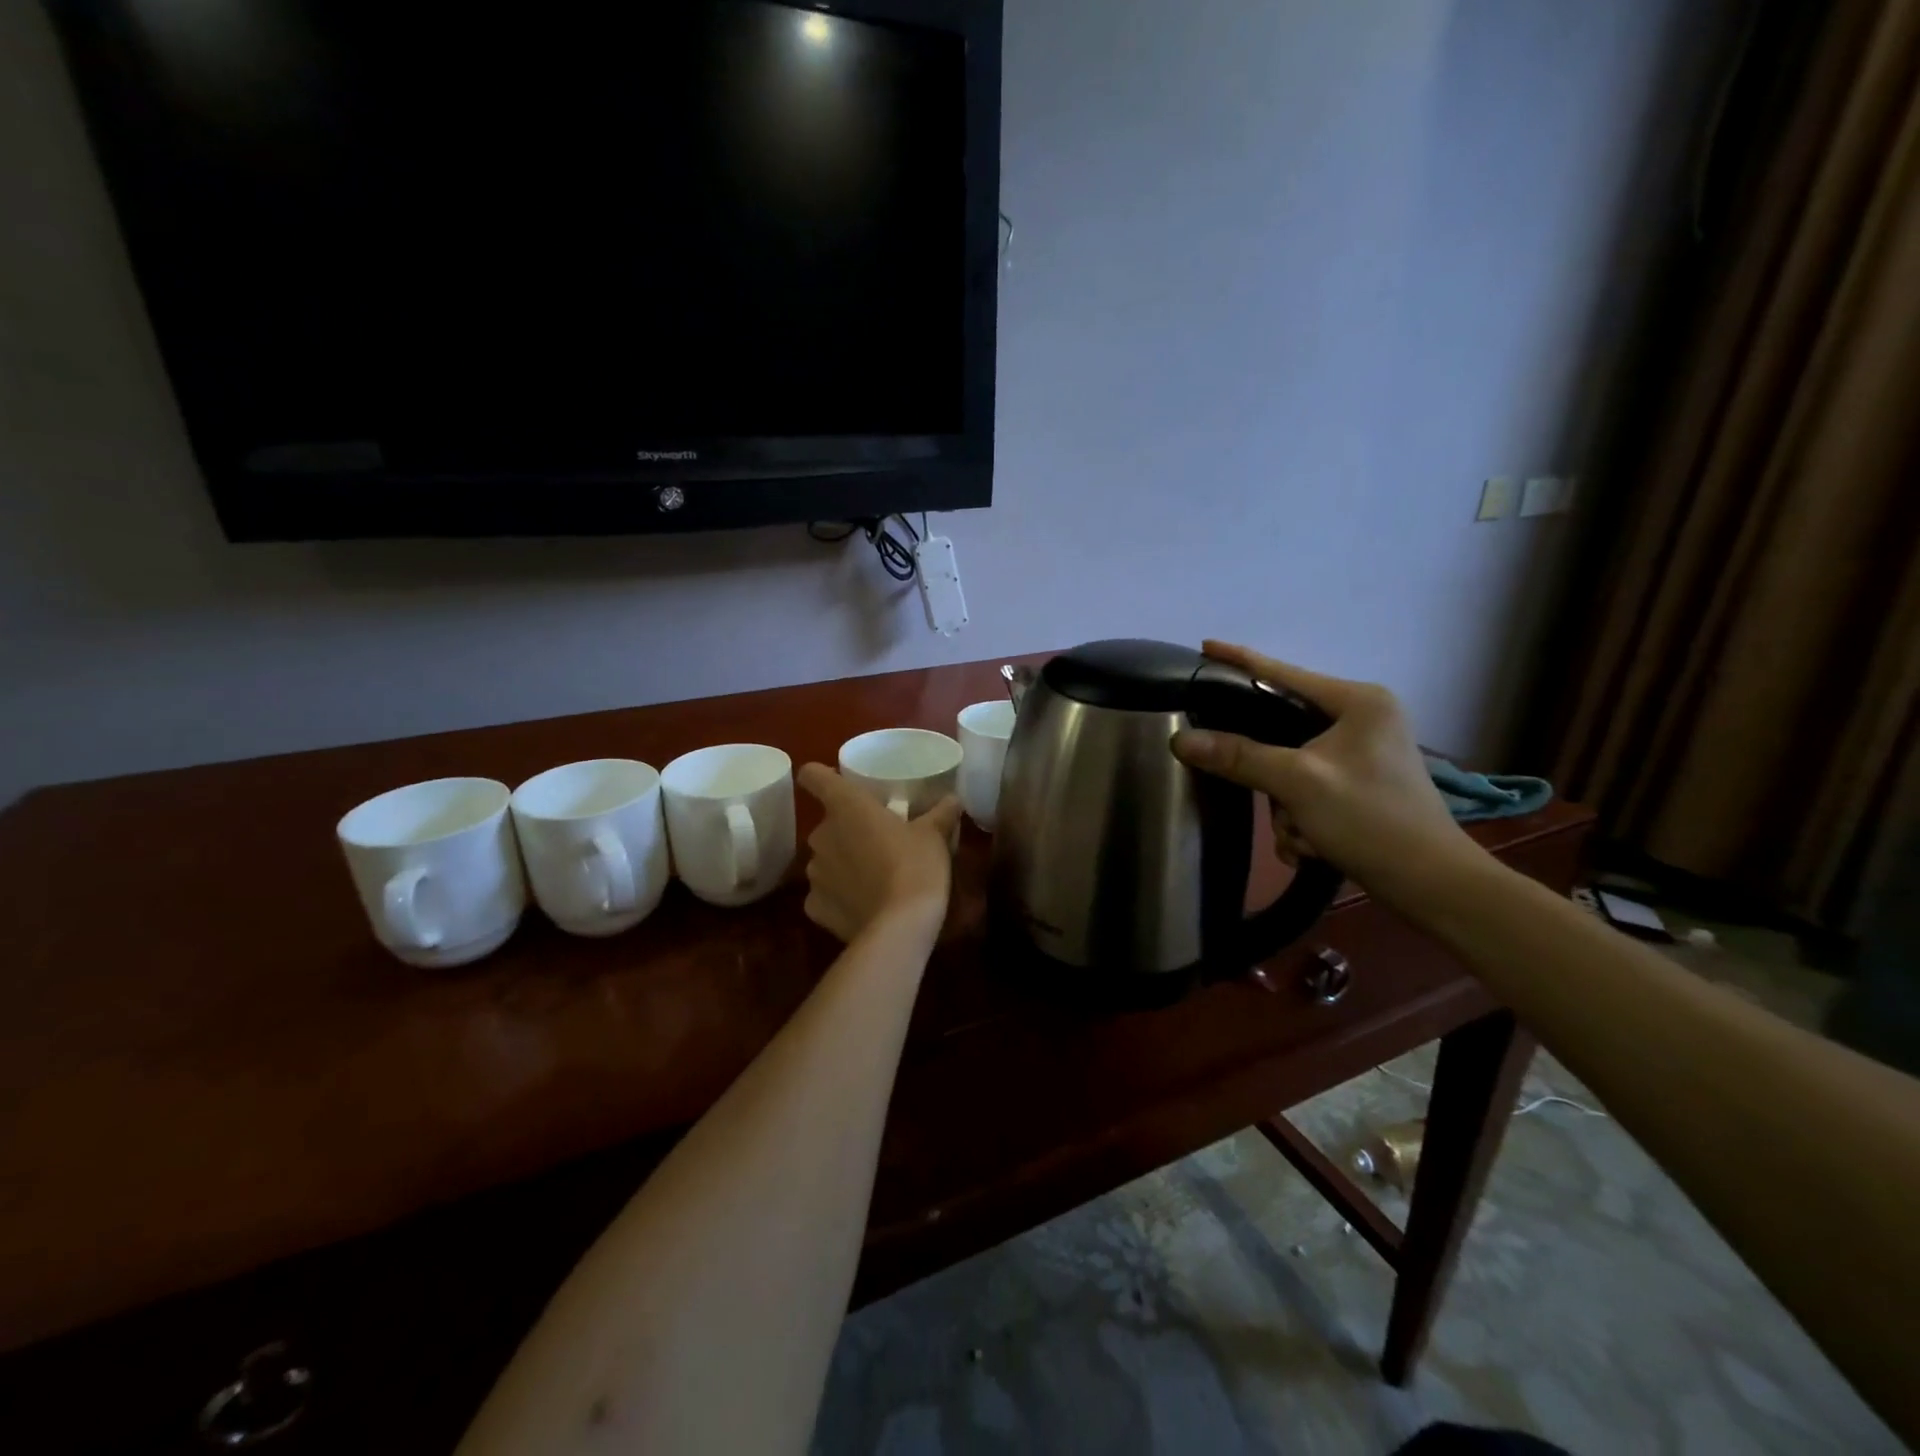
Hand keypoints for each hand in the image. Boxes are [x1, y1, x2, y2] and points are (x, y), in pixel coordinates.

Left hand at [796, 763, 961, 943]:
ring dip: (842, 864)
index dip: (820, 776)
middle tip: (876, 841)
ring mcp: (814, 873)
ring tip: (871, 876)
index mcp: (846, 806)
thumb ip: (941, 812)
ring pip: (825, 860)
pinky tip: (862, 905)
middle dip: (847, 831)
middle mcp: (821, 835)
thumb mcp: (935, 835)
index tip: (836, 784)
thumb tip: (953, 799)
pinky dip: (839, 897)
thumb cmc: (915, 866)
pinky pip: (824, 894)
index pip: (813, 775)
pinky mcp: (814, 906)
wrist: (900, 926)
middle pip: (827, 824)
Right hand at [1170, 641, 1471, 898]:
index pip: (1283, 672)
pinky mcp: (1359, 785)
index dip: (1240, 660)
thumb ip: (1238, 756)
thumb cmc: (1371, 819)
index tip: (1204, 646)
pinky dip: (1301, 820)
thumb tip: (1180, 739)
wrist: (1432, 885)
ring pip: (1289, 766)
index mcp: (1358, 701)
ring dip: (1286, 807)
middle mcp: (1362, 719)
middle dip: (1267, 773)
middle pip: (1281, 727)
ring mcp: (1361, 754)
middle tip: (1254, 789)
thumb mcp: (1298, 783)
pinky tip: (1310, 845)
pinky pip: (1306, 790)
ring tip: (1301, 834)